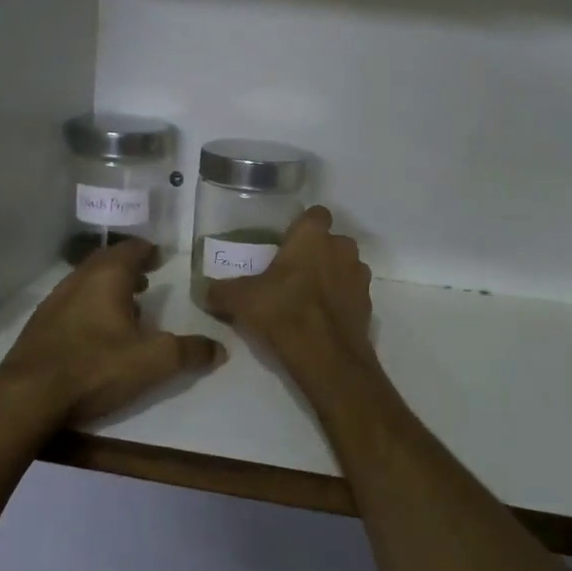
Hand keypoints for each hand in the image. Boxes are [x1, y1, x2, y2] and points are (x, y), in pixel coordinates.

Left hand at [0, 239, 223, 426]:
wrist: (26, 397)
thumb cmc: (95, 368)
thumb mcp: (152, 361)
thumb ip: (189, 352)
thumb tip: (219, 349)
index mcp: (108, 277)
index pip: (132, 249)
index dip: (149, 250)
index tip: (161, 257)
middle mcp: (79, 279)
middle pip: (107, 261)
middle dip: (129, 266)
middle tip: (147, 278)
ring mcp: (55, 301)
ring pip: (87, 281)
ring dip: (108, 287)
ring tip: (127, 305)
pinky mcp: (40, 325)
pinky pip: (72, 302)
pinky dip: (90, 306)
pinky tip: (97, 332)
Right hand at [207, 207, 378, 399]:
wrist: (326, 356)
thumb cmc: (283, 311)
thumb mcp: (241, 300)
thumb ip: (221, 290)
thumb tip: (203, 289)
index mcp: (313, 236)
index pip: (316, 214)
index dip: (303, 226)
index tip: (288, 243)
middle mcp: (342, 248)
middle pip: (331, 242)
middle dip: (317, 253)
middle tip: (293, 274)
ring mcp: (359, 276)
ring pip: (345, 267)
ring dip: (331, 276)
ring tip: (308, 298)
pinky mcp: (368, 304)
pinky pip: (352, 294)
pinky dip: (340, 301)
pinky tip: (322, 319)